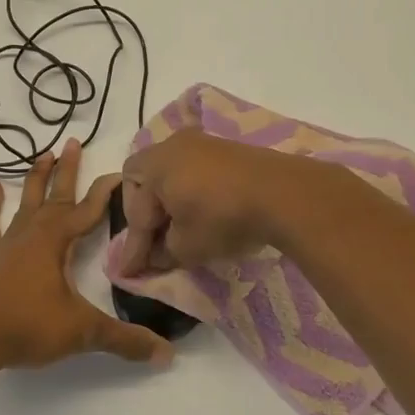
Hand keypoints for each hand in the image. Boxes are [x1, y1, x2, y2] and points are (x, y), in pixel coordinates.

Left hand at [0, 141, 173, 369]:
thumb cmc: (28, 327)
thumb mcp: (82, 332)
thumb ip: (125, 340)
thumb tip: (167, 354)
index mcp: (56, 242)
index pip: (88, 210)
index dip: (106, 191)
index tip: (120, 172)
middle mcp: (32, 233)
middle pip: (56, 195)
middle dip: (68, 170)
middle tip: (74, 141)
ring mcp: (5, 243)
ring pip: (25, 202)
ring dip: (36, 178)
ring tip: (44, 154)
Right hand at [117, 128, 309, 274]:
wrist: (284, 194)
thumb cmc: (223, 218)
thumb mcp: (186, 246)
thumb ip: (162, 252)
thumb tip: (157, 253)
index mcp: (155, 164)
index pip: (136, 210)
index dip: (133, 245)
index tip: (130, 272)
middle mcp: (173, 144)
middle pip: (145, 180)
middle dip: (145, 214)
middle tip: (152, 242)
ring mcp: (203, 143)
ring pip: (171, 174)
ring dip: (169, 202)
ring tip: (177, 230)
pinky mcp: (228, 149)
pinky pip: (195, 171)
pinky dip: (191, 193)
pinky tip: (202, 214)